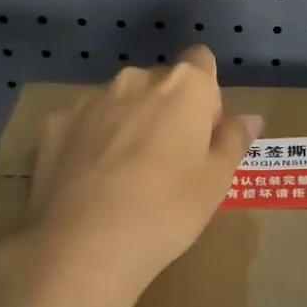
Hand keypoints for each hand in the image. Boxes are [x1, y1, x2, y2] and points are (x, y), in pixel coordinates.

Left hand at [18, 47, 261, 306]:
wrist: (83, 246)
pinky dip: (90, 142)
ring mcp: (90, 100)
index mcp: (184, 86)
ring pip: (120, 101)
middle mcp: (136, 79)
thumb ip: (233, 141)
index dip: (205, 96)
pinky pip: (83, 124)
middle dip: (167, 110)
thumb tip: (250, 118)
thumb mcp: (216, 182)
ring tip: (124, 176)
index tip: (202, 134)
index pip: (201, 61)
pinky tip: (89, 181)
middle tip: (168, 163)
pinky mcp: (55, 124)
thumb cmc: (167, 210)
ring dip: (128, 123)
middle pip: (160, 83)